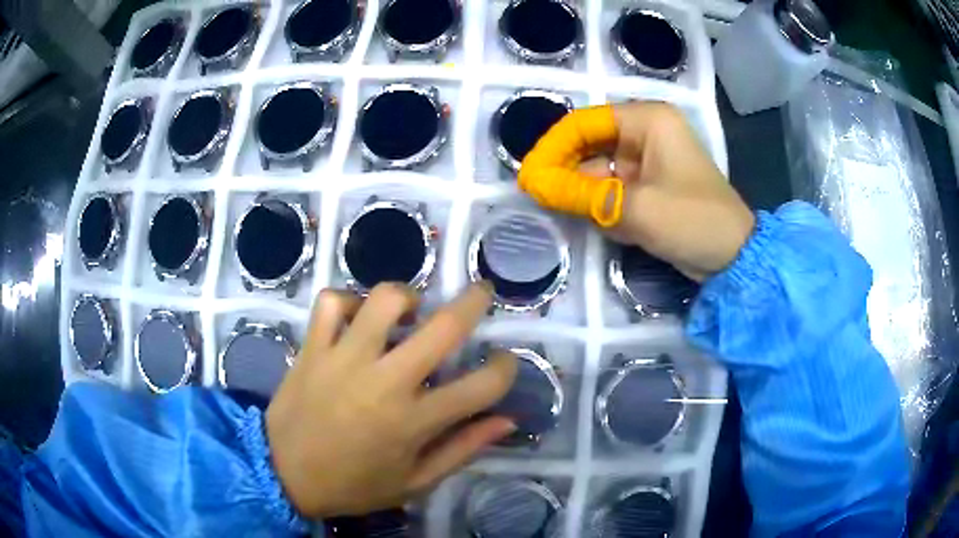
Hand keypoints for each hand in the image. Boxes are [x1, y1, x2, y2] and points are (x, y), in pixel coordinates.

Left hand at [266, 283, 517, 517]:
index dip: (505, 368)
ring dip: (407, 296)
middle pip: (443, 327)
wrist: (283, 475)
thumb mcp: (415, 482)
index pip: (482, 385)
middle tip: (480, 294)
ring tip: (409, 310)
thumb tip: (507, 420)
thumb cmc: (353, 485)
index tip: (503, 363)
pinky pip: (331, 302)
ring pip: (384, 300)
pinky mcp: (312, 348)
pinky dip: (348, 300)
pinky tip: (355, 317)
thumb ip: (463, 449)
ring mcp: (344, 359)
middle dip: (474, 302)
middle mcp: (385, 382)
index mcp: (414, 421)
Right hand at [543, 102, 754, 281]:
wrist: (734, 258)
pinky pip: (613, 189)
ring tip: (565, 213)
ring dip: (584, 194)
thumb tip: (534, 185)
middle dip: (567, 172)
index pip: (585, 122)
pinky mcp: (649, 186)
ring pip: (599, 170)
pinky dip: (602, 206)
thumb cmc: (692, 220)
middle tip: (539, 197)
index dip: (554, 146)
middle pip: (590, 145)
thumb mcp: (635, 208)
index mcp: (648, 120)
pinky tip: (599, 224)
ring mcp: (648, 161)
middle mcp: (646, 133)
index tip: (530, 175)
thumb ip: (581, 195)